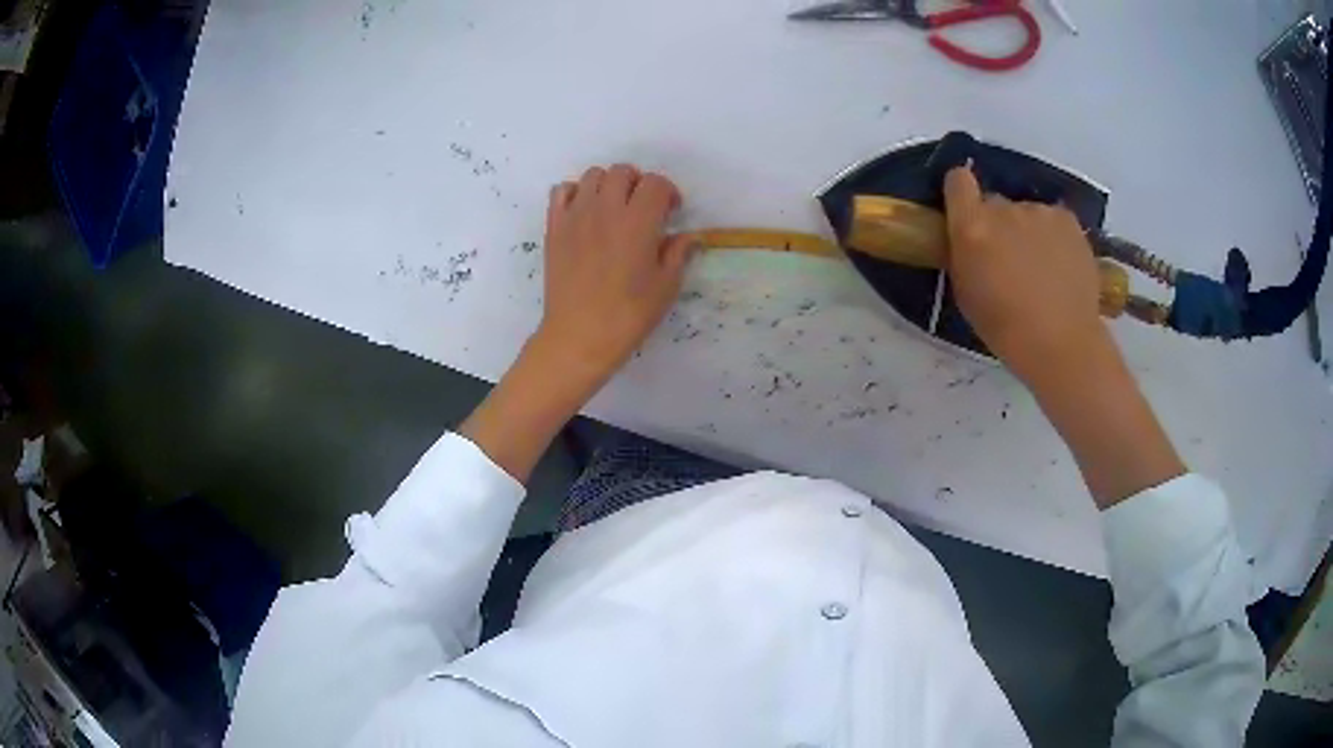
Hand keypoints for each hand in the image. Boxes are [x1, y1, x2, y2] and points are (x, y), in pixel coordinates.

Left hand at [535, 164, 696, 382]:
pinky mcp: (554, 226)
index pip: (656, 183)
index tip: (671, 212)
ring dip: (608, 185)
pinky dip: (575, 192)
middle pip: (623, 172)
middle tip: (643, 209)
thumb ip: (679, 253)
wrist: (579, 336)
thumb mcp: (666, 286)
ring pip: (593, 175)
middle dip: (638, 184)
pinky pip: (562, 190)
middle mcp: (606, 209)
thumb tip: (690, 236)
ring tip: (614, 209)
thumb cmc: (628, 315)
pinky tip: (584, 212)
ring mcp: (576, 215)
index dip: (668, 193)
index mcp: (638, 221)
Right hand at [942, 165, 1106, 380]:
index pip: (958, 181)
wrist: (1061, 343)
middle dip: (998, 224)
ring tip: (1042, 271)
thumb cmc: (1005, 329)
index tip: (966, 211)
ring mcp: (1039, 211)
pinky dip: (1054, 237)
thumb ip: (965, 253)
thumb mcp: (966, 292)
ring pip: (1027, 214)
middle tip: (1009, 259)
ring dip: (1028, 232)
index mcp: (972, 227)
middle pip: (995, 203)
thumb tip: (971, 238)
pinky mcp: (1068, 220)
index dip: (960, 192)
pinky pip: (1053, 221)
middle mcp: (1004, 209)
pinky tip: (1061, 267)